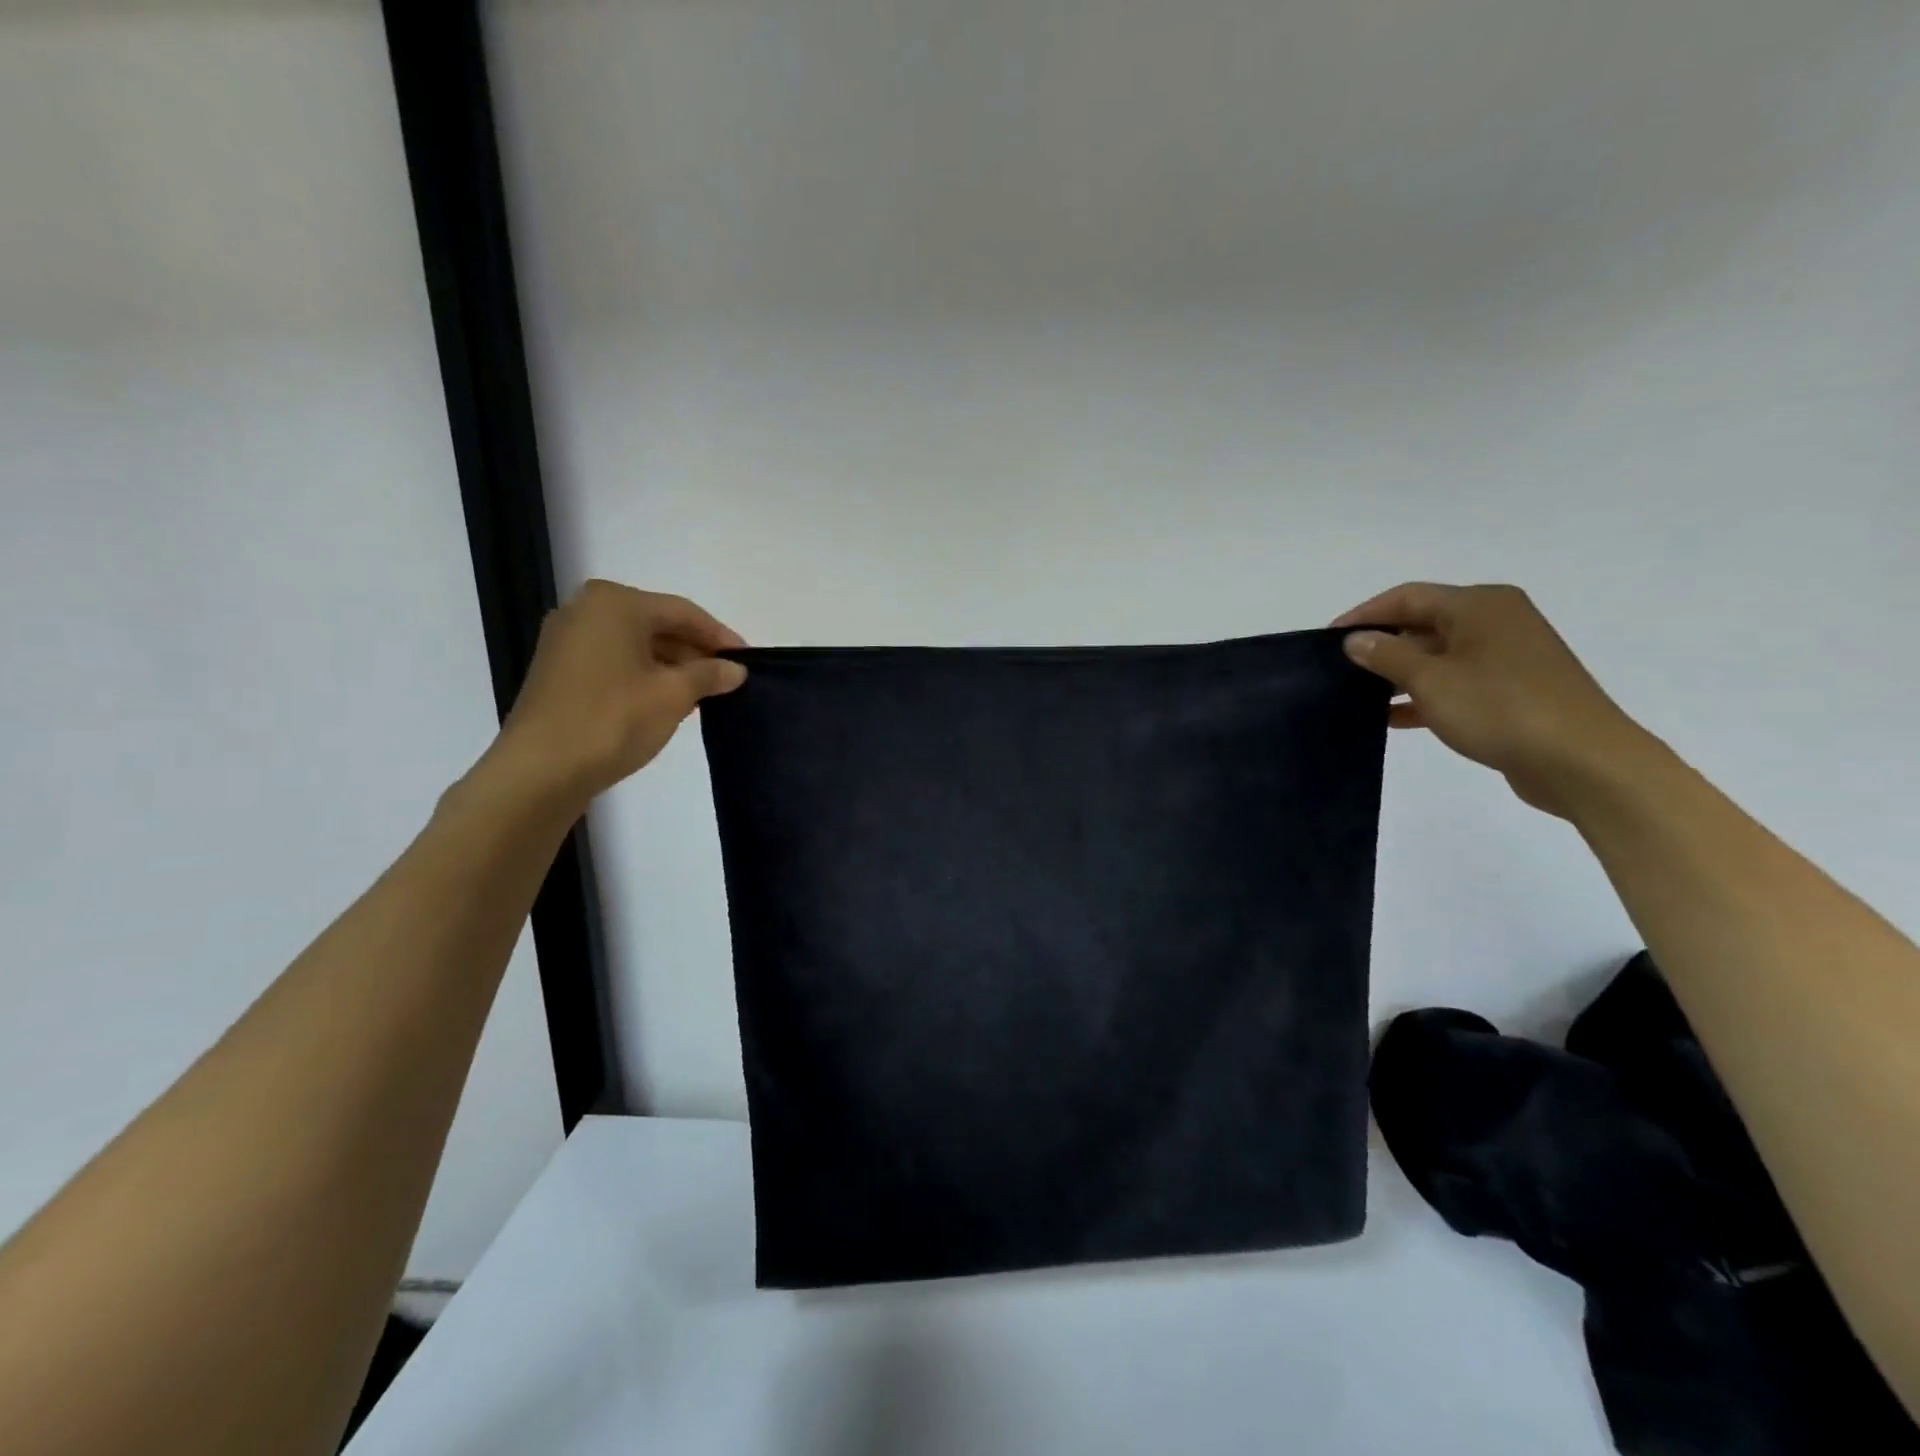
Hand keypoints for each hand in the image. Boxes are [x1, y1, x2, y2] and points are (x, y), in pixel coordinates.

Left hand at [477, 580, 746, 811]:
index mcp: (615, 603)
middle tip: (727, 678)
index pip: (683, 612)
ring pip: (635, 643)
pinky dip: (644, 674)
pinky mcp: (558, 669)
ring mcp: (566, 639)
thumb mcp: (673, 695)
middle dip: (694, 651)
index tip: (747, 660)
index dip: (720, 636)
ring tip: (702, 693)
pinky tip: (665, 700)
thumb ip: (709, 675)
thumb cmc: (612, 720)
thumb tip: (735, 669)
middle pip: (657, 624)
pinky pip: (614, 660)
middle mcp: (585, 609)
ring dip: (671, 665)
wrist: (540, 770)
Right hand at [1333, 583, 1651, 817]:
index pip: (1407, 597)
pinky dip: (1425, 694)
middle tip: (1341, 670)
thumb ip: (1387, 655)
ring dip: (1400, 674)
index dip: (1364, 615)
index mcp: (1479, 605)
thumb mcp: (1431, 679)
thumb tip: (1356, 639)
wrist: (1581, 761)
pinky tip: (1394, 718)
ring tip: (1360, 696)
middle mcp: (1496, 621)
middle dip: (1382, 645)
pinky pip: (1457, 681)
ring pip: (1439, 656)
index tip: (1328, 640)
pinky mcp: (1514, 689)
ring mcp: (1508, 656)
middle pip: (1424, 623)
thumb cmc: (1500, 708)